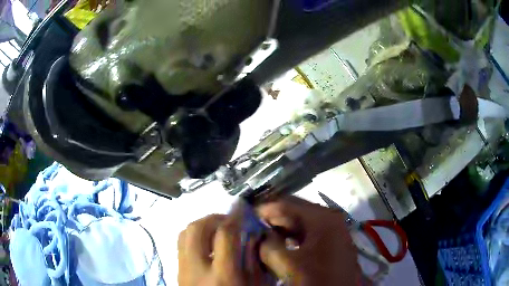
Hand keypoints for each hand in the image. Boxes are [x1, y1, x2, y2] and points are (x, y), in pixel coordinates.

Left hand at [178, 214, 264, 285]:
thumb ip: (254, 260)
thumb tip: (251, 234)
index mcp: (224, 276)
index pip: (226, 235)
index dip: (236, 217)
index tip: (243, 209)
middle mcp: (198, 269)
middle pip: (198, 228)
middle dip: (215, 218)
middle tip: (229, 220)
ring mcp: (183, 270)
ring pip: (185, 233)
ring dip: (202, 225)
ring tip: (217, 230)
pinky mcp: (177, 271)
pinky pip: (181, 244)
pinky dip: (193, 236)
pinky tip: (206, 243)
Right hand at [257, 196, 361, 285]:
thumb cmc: (317, 279)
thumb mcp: (287, 264)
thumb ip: (268, 246)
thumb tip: (260, 236)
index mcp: (322, 218)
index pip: (286, 204)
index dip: (263, 209)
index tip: (245, 215)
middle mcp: (330, 218)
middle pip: (295, 212)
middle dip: (272, 219)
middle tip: (251, 227)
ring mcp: (333, 230)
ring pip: (301, 223)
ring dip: (281, 229)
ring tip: (262, 236)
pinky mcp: (331, 241)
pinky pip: (308, 233)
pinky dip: (292, 238)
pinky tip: (280, 245)